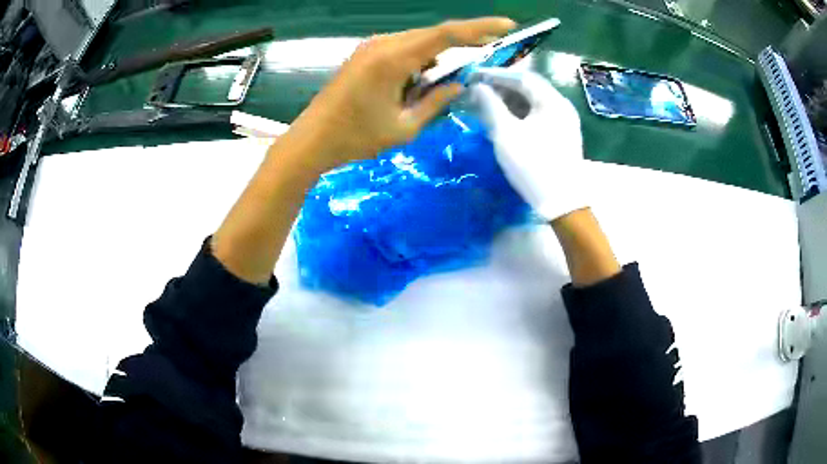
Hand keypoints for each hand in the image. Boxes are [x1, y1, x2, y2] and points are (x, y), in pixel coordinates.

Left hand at [287, 17, 515, 171]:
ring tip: (452, 77)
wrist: (311, 140)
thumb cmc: (355, 139)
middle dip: (464, 44)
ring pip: (418, 42)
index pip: (446, 34)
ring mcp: (372, 47)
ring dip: (440, 56)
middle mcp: (383, 45)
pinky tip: (424, 80)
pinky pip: (403, 49)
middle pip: (434, 35)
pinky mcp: (366, 55)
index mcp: (393, 59)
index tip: (507, 25)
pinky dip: (420, 60)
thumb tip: (458, 84)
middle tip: (487, 56)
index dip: (479, 27)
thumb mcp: (404, 128)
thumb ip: (435, 102)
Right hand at [468, 68, 586, 220]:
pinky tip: (506, 118)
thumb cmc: (533, 165)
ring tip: (488, 102)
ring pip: (534, 102)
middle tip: (479, 88)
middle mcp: (562, 106)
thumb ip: (490, 106)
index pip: (521, 77)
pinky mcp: (563, 135)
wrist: (562, 203)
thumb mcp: (506, 134)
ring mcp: (565, 121)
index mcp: (552, 101)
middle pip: (530, 87)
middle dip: (502, 86)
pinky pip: (539, 114)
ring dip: (511, 99)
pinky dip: (521, 112)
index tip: (473, 76)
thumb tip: (477, 87)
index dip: (495, 75)